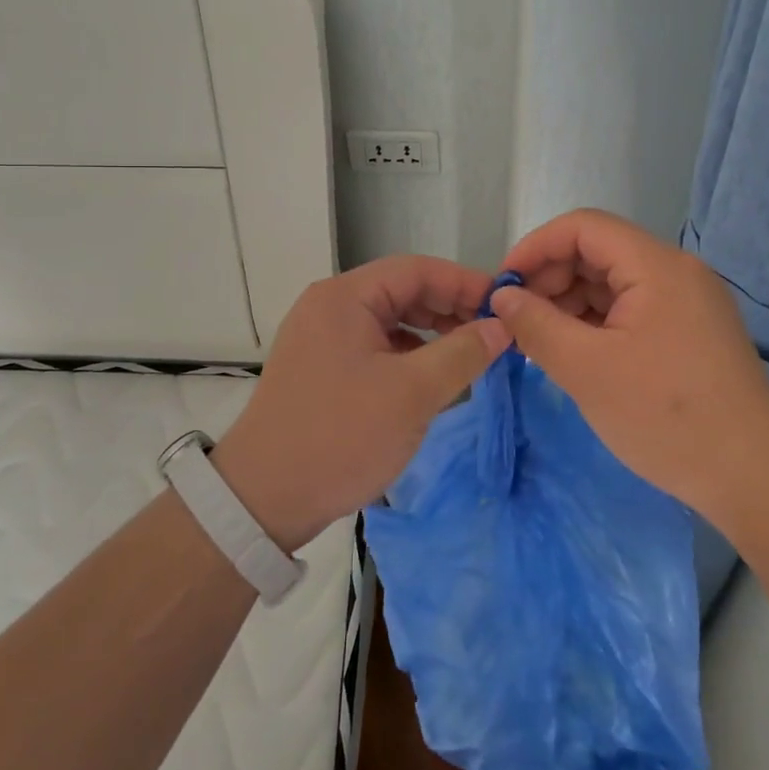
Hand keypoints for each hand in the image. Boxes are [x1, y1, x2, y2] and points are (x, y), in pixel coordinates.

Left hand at [212, 256, 510, 551]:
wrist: (263, 499)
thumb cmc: (341, 436)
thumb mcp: (412, 394)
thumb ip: (462, 353)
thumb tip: (501, 326)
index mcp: (344, 297)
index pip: (416, 270)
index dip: (464, 282)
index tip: (505, 304)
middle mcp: (329, 307)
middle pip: (401, 291)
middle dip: (449, 308)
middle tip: (494, 333)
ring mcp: (321, 338)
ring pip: (389, 321)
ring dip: (431, 333)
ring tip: (470, 355)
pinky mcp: (321, 368)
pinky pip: (374, 347)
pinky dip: (408, 355)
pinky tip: (432, 377)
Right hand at [492, 208, 768, 518]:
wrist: (755, 477)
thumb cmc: (666, 416)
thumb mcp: (586, 369)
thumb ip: (536, 324)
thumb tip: (502, 297)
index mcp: (656, 266)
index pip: (583, 227)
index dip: (535, 247)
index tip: (503, 287)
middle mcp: (675, 272)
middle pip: (597, 252)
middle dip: (550, 279)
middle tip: (517, 321)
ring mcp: (686, 302)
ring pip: (612, 283)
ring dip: (569, 303)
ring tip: (538, 341)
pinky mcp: (689, 332)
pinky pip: (630, 309)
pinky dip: (595, 323)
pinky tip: (573, 352)